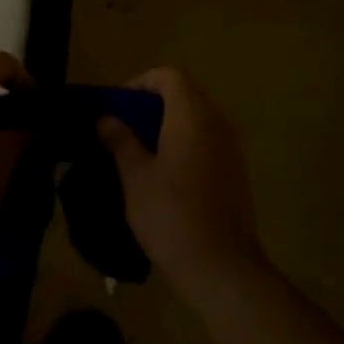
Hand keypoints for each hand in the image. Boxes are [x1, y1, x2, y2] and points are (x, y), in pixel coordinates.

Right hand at [98, 67, 263, 299]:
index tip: (118, 106)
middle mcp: (217, 120)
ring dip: (168, 125)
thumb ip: (120, 140)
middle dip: (152, 105)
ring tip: (140, 152)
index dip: (140, 83)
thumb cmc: (171, 214)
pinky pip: (208, 141)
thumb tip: (106, 118)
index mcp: (192, 113)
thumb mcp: (135, 175)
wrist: (221, 268)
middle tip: (124, 129)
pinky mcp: (237, 171)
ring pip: (197, 119)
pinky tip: (165, 175)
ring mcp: (231, 146)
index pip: (168, 75)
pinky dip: (185, 144)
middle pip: (184, 94)